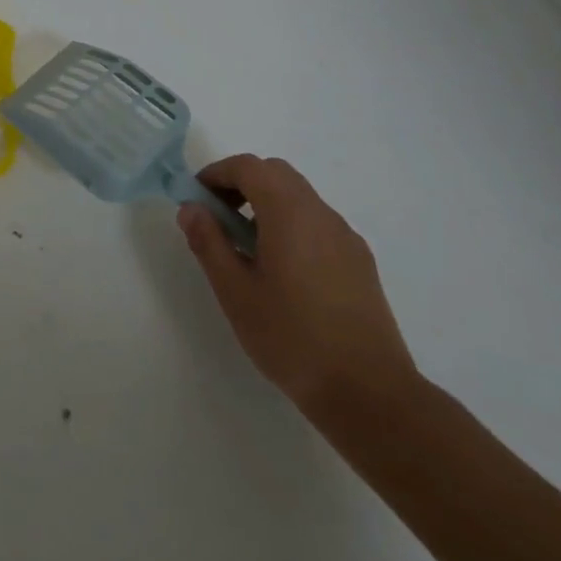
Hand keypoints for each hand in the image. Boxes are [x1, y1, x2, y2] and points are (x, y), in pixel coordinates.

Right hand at [178, 154, 418, 419]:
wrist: (369, 393)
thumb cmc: (291, 338)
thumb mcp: (234, 291)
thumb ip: (209, 242)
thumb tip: (191, 208)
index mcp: (289, 214)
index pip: (249, 167)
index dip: (217, 173)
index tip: (196, 199)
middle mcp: (322, 215)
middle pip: (277, 174)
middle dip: (241, 184)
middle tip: (218, 218)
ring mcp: (346, 238)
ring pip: (299, 198)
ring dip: (266, 204)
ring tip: (246, 249)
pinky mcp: (360, 262)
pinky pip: (317, 223)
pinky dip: (290, 225)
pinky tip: (282, 271)